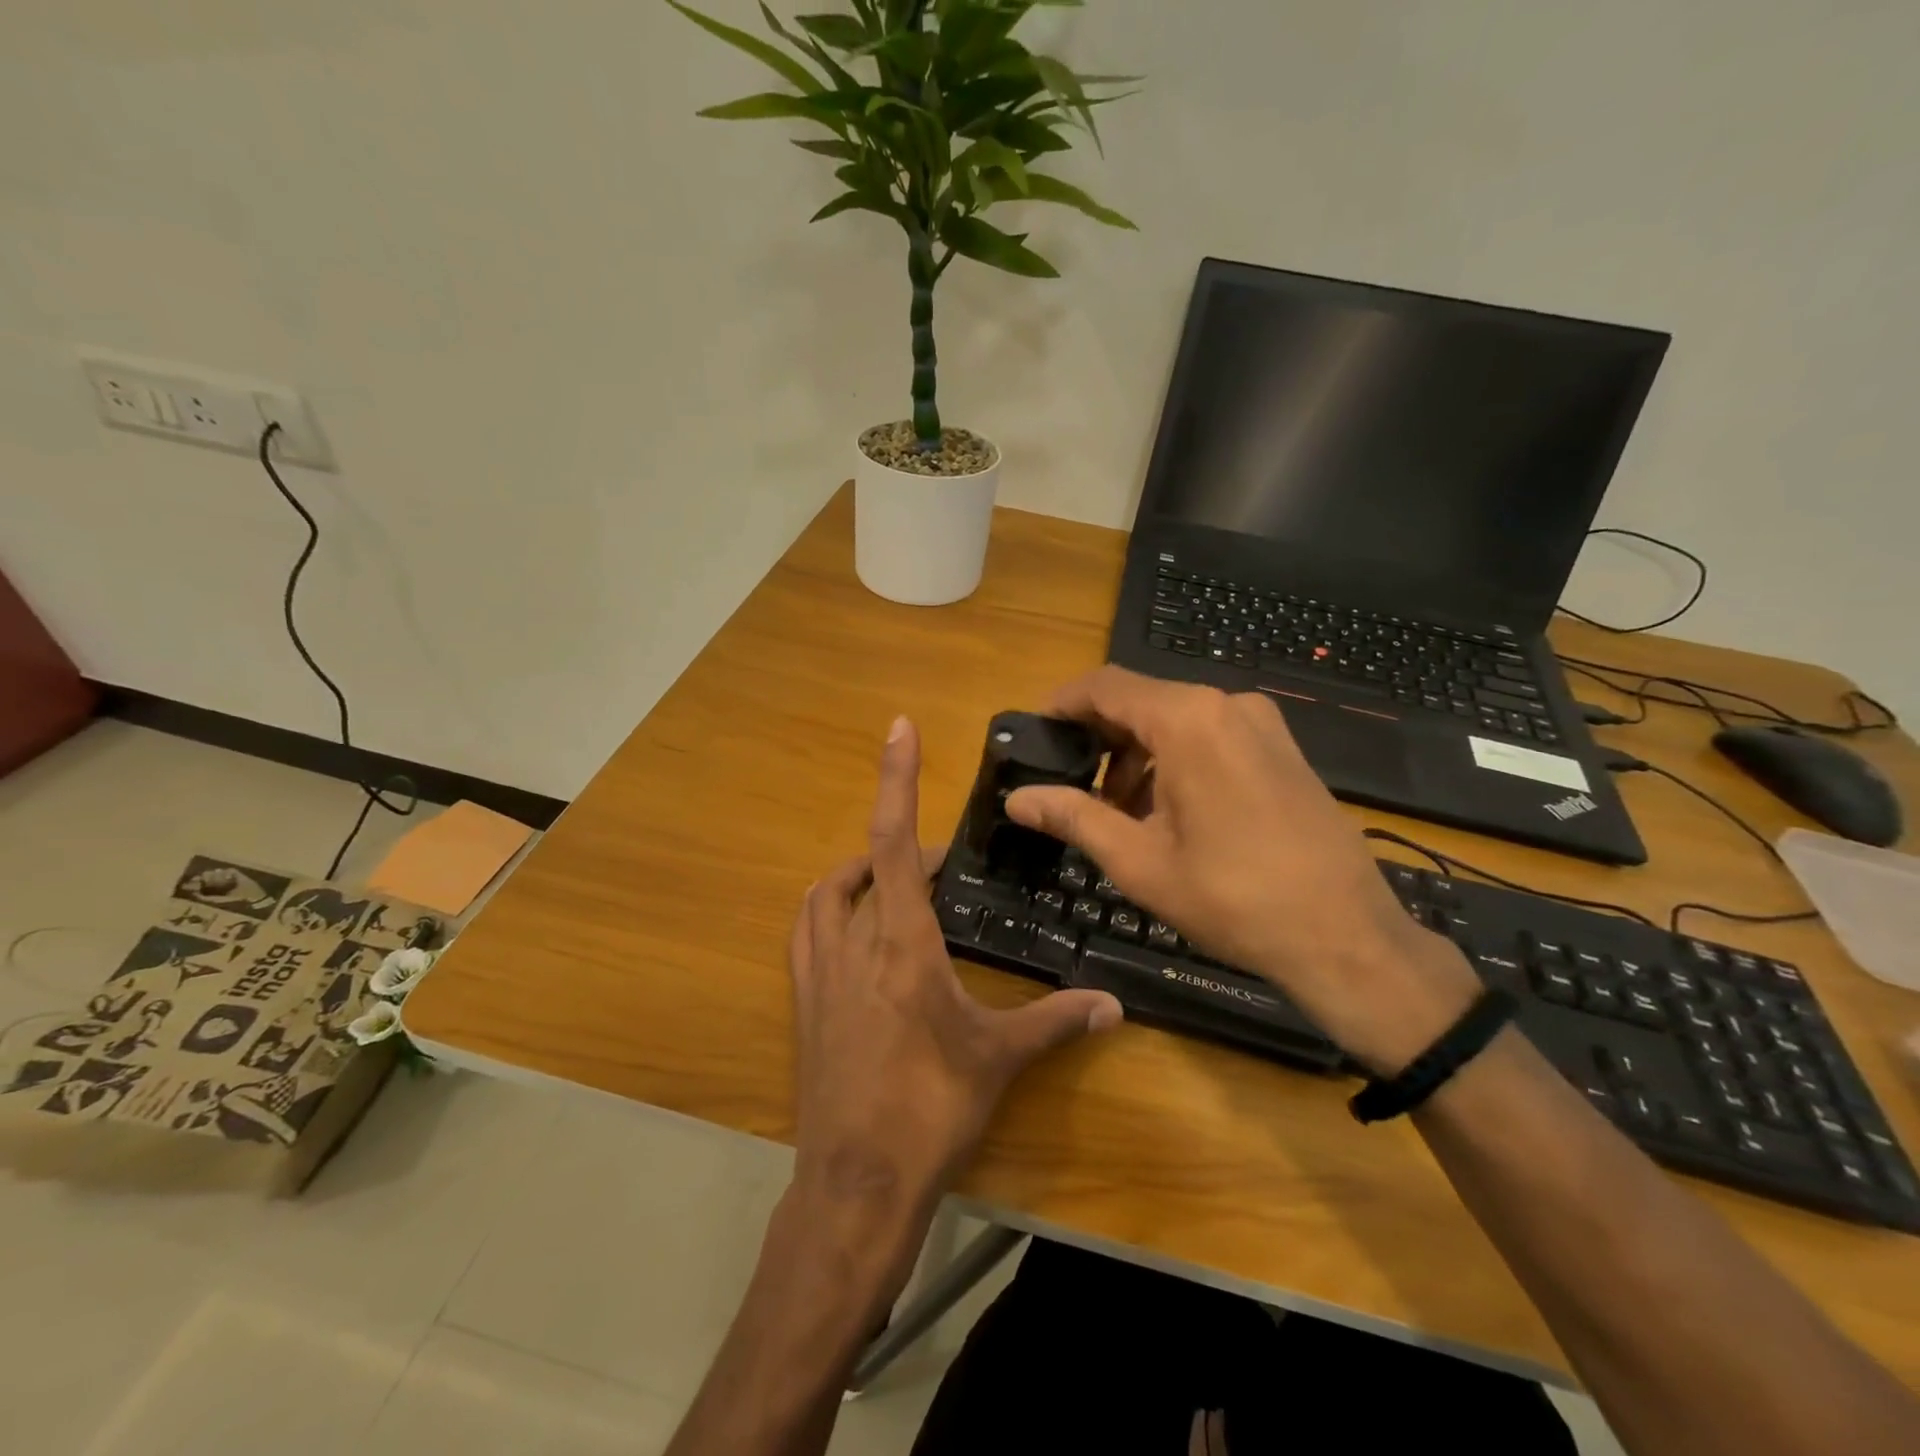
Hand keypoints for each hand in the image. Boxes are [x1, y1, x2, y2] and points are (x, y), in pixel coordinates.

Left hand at [789, 716, 1122, 1223]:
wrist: (856, 1183)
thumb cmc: (931, 1110)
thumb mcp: (998, 1059)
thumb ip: (1056, 1021)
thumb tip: (1112, 1006)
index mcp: (903, 943)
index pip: (895, 842)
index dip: (896, 779)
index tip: (898, 728)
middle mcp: (853, 943)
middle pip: (867, 864)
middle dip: (902, 849)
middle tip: (942, 865)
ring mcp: (819, 972)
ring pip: (826, 894)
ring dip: (858, 872)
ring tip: (896, 883)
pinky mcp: (803, 1002)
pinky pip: (807, 931)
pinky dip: (829, 909)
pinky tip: (855, 929)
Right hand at [1004, 668, 1477, 1073]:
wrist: (1347, 937)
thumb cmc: (1233, 899)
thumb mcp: (1139, 861)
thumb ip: (1073, 816)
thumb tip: (1017, 798)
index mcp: (1188, 720)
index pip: (1104, 686)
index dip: (1061, 704)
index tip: (1034, 734)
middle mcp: (1227, 704)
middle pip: (1141, 700)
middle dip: (1099, 738)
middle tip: (1070, 785)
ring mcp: (1262, 724)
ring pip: (1176, 720)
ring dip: (1136, 755)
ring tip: (1118, 812)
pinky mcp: (1283, 748)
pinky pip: (1211, 735)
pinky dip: (1175, 760)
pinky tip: (1168, 812)